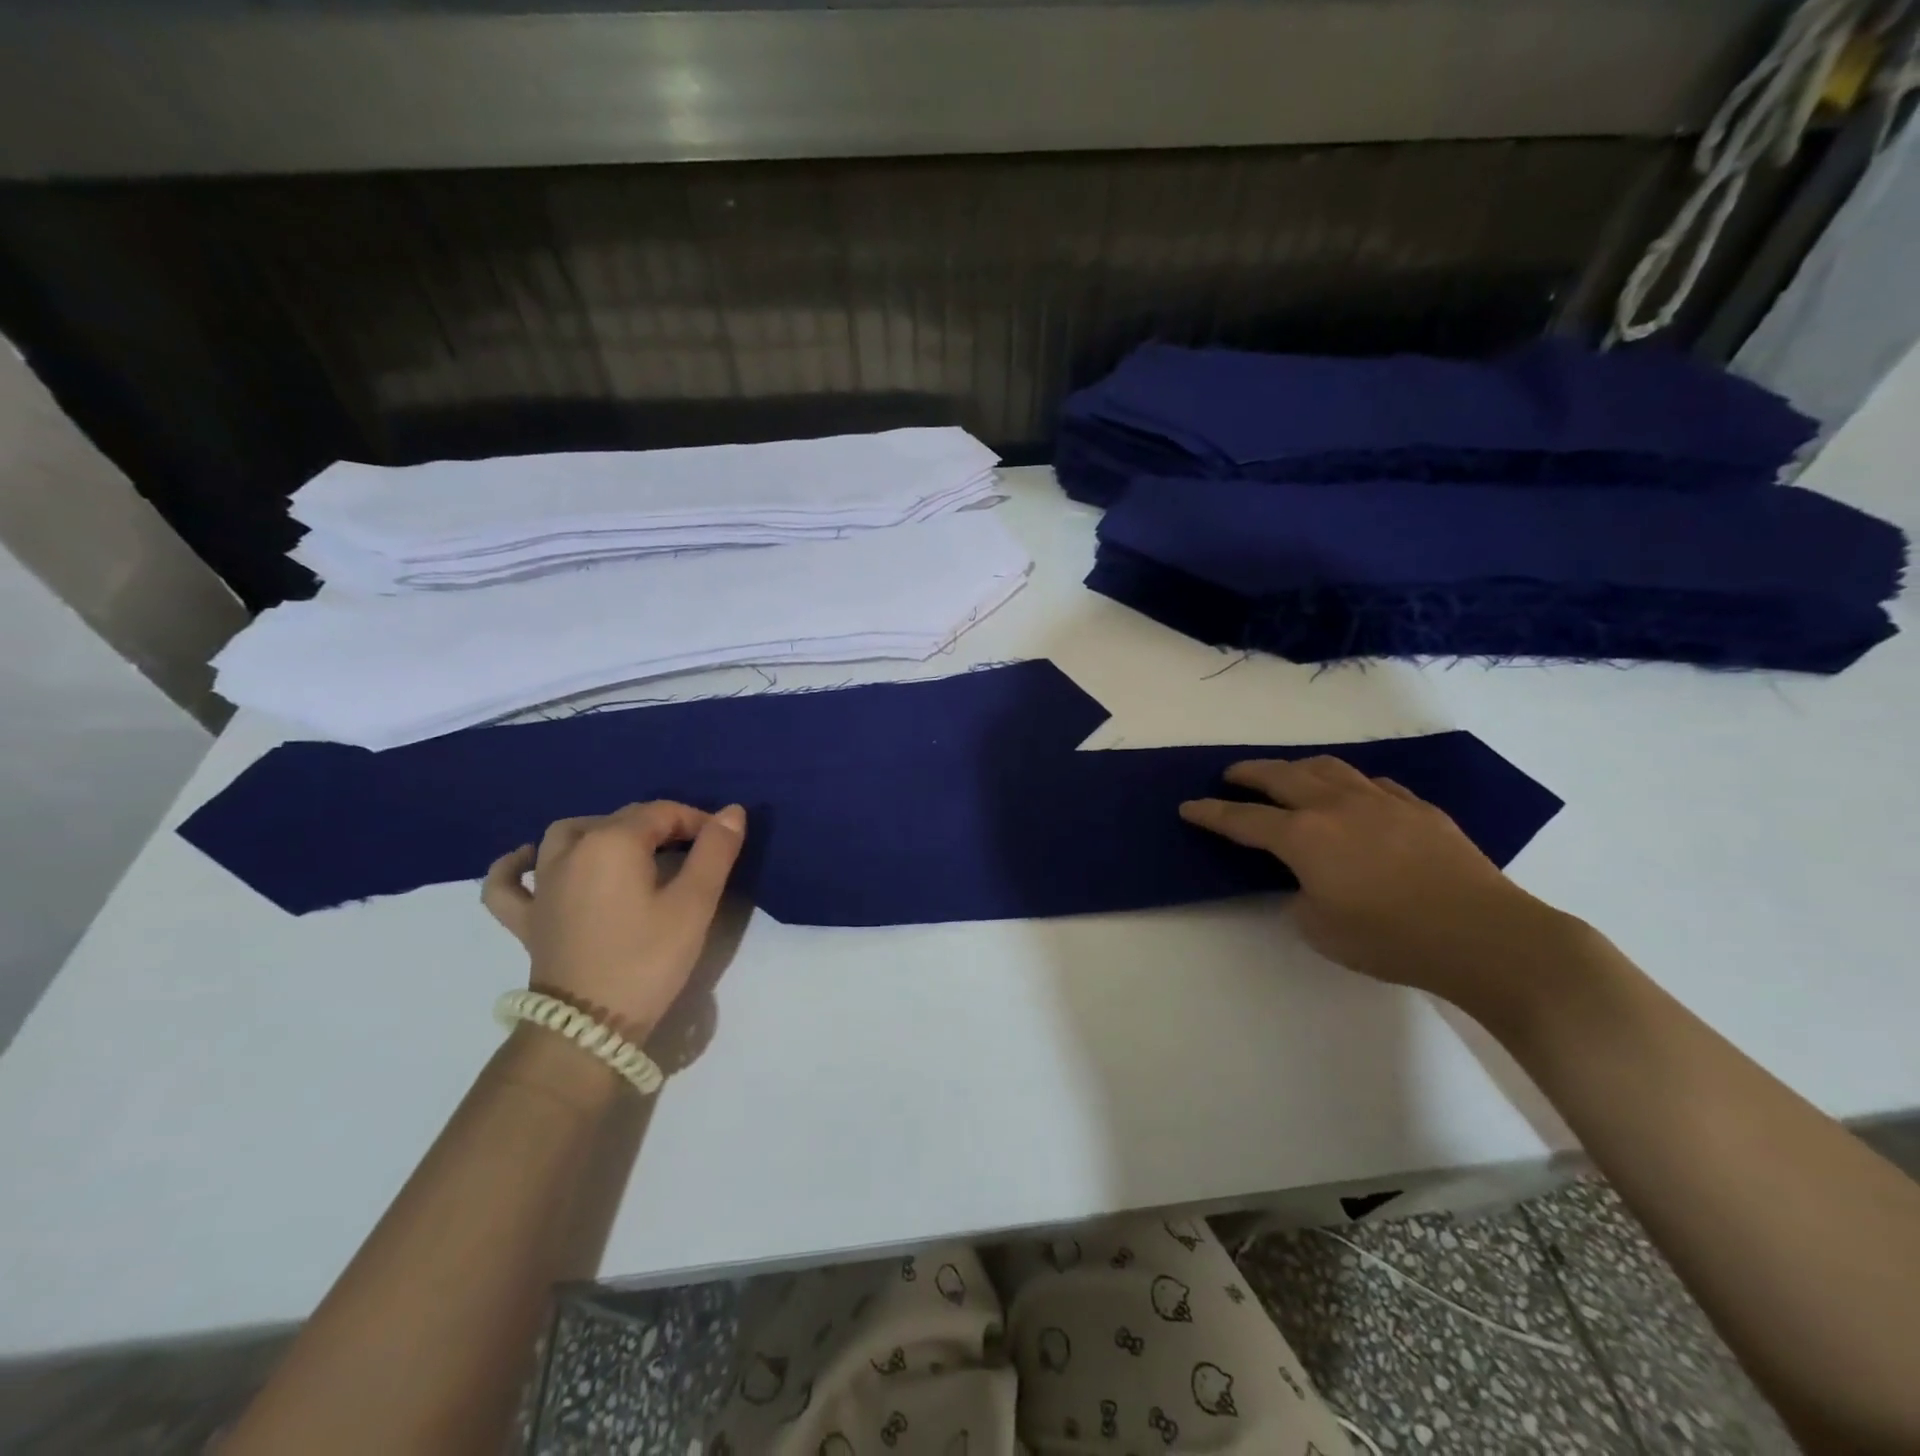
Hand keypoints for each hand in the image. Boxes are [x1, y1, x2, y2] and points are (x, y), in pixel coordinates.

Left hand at [482, 801, 746, 1039]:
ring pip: (565, 836)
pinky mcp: (526, 919)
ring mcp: (541, 885)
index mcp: (612, 842)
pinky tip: (529, 860)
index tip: (721, 841)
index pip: (661, 812)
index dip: (696, 820)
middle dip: (660, 825)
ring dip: (599, 830)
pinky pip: (507, 882)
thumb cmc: (648, 959)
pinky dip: (516, 865)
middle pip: (620, 820)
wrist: (588, 1027)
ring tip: (628, 847)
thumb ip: (715, 851)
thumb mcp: (694, 903)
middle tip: (693, 851)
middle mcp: (570, 851)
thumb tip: (732, 811)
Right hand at [1180, 757, 1579, 1009]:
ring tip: (1286, 774)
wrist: (1483, 935)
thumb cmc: (1391, 939)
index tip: (1188, 806)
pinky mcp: (1417, 808)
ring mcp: (1380, 801)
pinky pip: (1370, 783)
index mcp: (1304, 837)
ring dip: (1296, 768)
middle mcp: (1335, 806)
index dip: (1211, 813)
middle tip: (1230, 775)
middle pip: (1280, 776)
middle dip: (1248, 773)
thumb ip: (1300, 896)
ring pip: (1327, 768)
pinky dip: (1347, 783)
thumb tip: (1308, 880)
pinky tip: (1351, 795)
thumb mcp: (1320, 929)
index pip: (1243, 819)